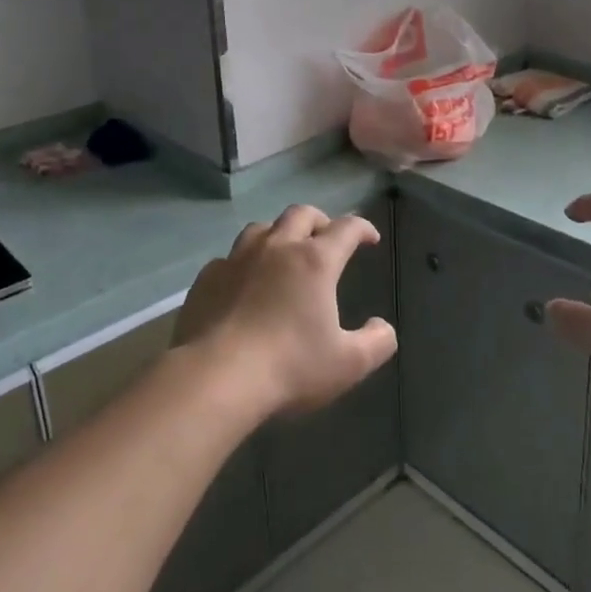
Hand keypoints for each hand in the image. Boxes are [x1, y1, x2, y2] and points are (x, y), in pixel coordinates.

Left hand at [176, 205, 397, 418]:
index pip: (346, 229)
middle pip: (301, 214)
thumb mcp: (347, 364)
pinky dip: (244, 262)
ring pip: (262, 228)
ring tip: (284, 252)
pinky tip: (243, 283)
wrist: (216, 377)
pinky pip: (229, 257)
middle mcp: (276, 248)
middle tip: (326, 237)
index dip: (362, 228)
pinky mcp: (207, 277)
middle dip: (320, 220)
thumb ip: (376, 342)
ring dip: (279, 234)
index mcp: (315, 261)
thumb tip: (383, 328)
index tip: (370, 238)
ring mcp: (237, 258)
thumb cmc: (289, 367)